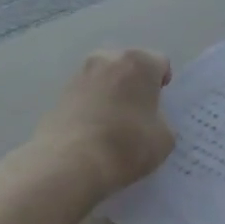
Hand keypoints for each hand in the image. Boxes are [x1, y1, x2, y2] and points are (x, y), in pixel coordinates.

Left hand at [34, 49, 175, 192]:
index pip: (160, 63)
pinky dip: (92, 106)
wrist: (71, 164)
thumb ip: (161, 120)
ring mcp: (80, 75)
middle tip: (138, 110)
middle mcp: (108, 59)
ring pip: (104, 78)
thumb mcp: (165, 137)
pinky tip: (94, 130)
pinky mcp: (60, 94)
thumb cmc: (127, 144)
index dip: (163, 83)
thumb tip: (150, 120)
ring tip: (114, 121)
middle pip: (129, 65)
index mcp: (139, 62)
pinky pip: (86, 95)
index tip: (160, 104)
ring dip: (111, 92)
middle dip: (135, 82)